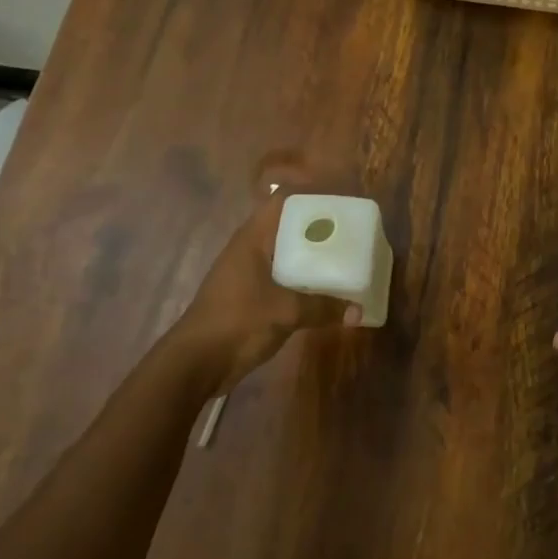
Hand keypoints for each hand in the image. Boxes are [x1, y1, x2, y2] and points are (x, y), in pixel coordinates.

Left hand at [174, 160, 359, 386]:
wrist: (197, 362)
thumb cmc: (238, 322)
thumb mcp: (286, 312)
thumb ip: (324, 307)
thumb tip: (359, 311)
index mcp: (254, 239)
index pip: (283, 202)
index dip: (311, 196)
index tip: (341, 202)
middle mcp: (252, 249)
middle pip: (289, 226)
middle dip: (320, 227)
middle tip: (353, 232)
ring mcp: (251, 273)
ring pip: (288, 253)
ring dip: (314, 255)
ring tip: (347, 257)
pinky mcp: (253, 296)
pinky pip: (286, 278)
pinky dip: (306, 279)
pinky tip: (328, 288)